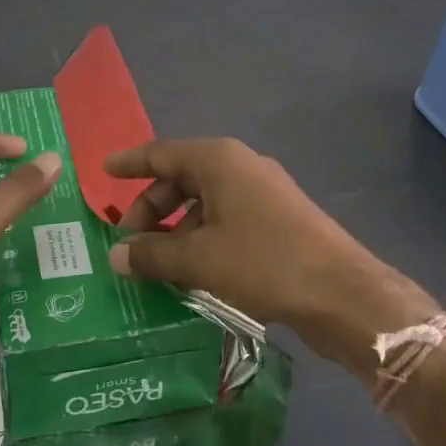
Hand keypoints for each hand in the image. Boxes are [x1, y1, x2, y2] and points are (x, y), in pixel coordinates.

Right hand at [104, 138, 438, 370]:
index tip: (103, 169)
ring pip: (203, 203)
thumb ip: (152, 254)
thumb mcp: (199, 259)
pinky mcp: (276, 220)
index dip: (130, 163)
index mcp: (218, 160)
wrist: (342, 292)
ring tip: (157, 266)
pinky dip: (202, 239)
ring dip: (176, 230)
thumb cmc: (263, 262)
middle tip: (129, 244)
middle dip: (151, 209)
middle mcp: (239, 167)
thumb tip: (116, 255)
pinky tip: (192, 272)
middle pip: (181, 179)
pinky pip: (225, 220)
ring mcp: (261, 193)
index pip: (161, 153)